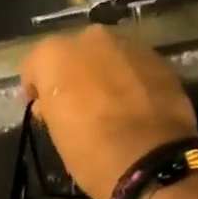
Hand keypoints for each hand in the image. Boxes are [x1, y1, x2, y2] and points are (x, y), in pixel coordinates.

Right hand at [19, 25, 197, 198]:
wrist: (152, 160)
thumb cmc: (91, 151)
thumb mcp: (57, 133)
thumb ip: (52, 107)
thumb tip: (52, 102)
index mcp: (55, 54)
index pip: (37, 65)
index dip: (38, 87)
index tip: (44, 108)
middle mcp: (90, 38)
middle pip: (76, 53)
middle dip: (76, 73)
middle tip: (80, 103)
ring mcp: (129, 44)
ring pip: (110, 56)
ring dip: (107, 73)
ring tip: (114, 104)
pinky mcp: (160, 59)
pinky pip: (137, 66)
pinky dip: (134, 79)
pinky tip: (139, 104)